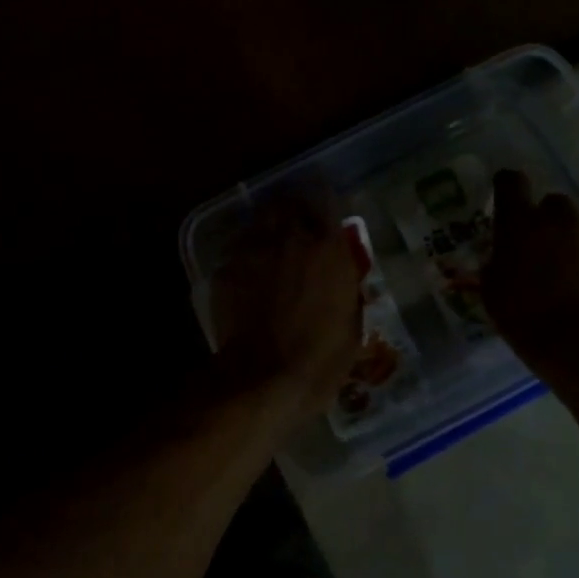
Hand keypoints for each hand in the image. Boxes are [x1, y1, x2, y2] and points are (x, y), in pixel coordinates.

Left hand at [210, 202, 361, 424]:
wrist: (263, 378)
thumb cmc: (321, 358)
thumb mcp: (351, 321)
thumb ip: (345, 284)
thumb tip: (339, 270)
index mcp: (327, 248)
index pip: (326, 199)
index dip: (325, 200)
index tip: (324, 208)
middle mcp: (290, 237)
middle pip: (288, 202)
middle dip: (292, 209)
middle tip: (296, 226)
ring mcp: (253, 250)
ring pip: (260, 221)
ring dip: (268, 229)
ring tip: (271, 247)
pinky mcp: (226, 269)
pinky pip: (239, 251)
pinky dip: (246, 256)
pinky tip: (249, 276)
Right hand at [483, 170, 578, 379]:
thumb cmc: (527, 320)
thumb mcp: (493, 293)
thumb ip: (496, 264)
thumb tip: (500, 257)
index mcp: (521, 223)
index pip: (510, 182)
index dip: (508, 187)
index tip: (508, 201)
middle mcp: (561, 218)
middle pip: (553, 204)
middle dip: (548, 223)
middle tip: (544, 253)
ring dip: (578, 244)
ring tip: (576, 279)